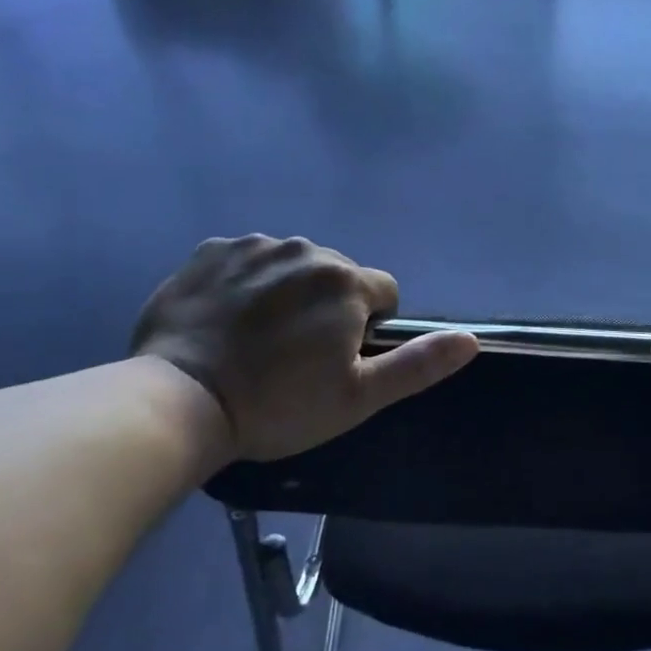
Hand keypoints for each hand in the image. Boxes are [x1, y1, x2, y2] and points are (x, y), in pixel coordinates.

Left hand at [130, 235, 476, 460]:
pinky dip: (245, 282)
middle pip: (336, 276)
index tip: (338, 360)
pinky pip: (246, 260)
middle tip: (295, 356)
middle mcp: (304, 249)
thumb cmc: (278, 405)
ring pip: (291, 265)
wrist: (179, 401)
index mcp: (345, 282)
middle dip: (328, 306)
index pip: (383, 293)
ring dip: (287, 292)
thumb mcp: (358, 398)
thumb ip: (417, 364)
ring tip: (257, 339)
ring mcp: (252, 245)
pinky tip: (225, 320)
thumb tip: (470, 340)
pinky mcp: (210, 251)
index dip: (369, 328)